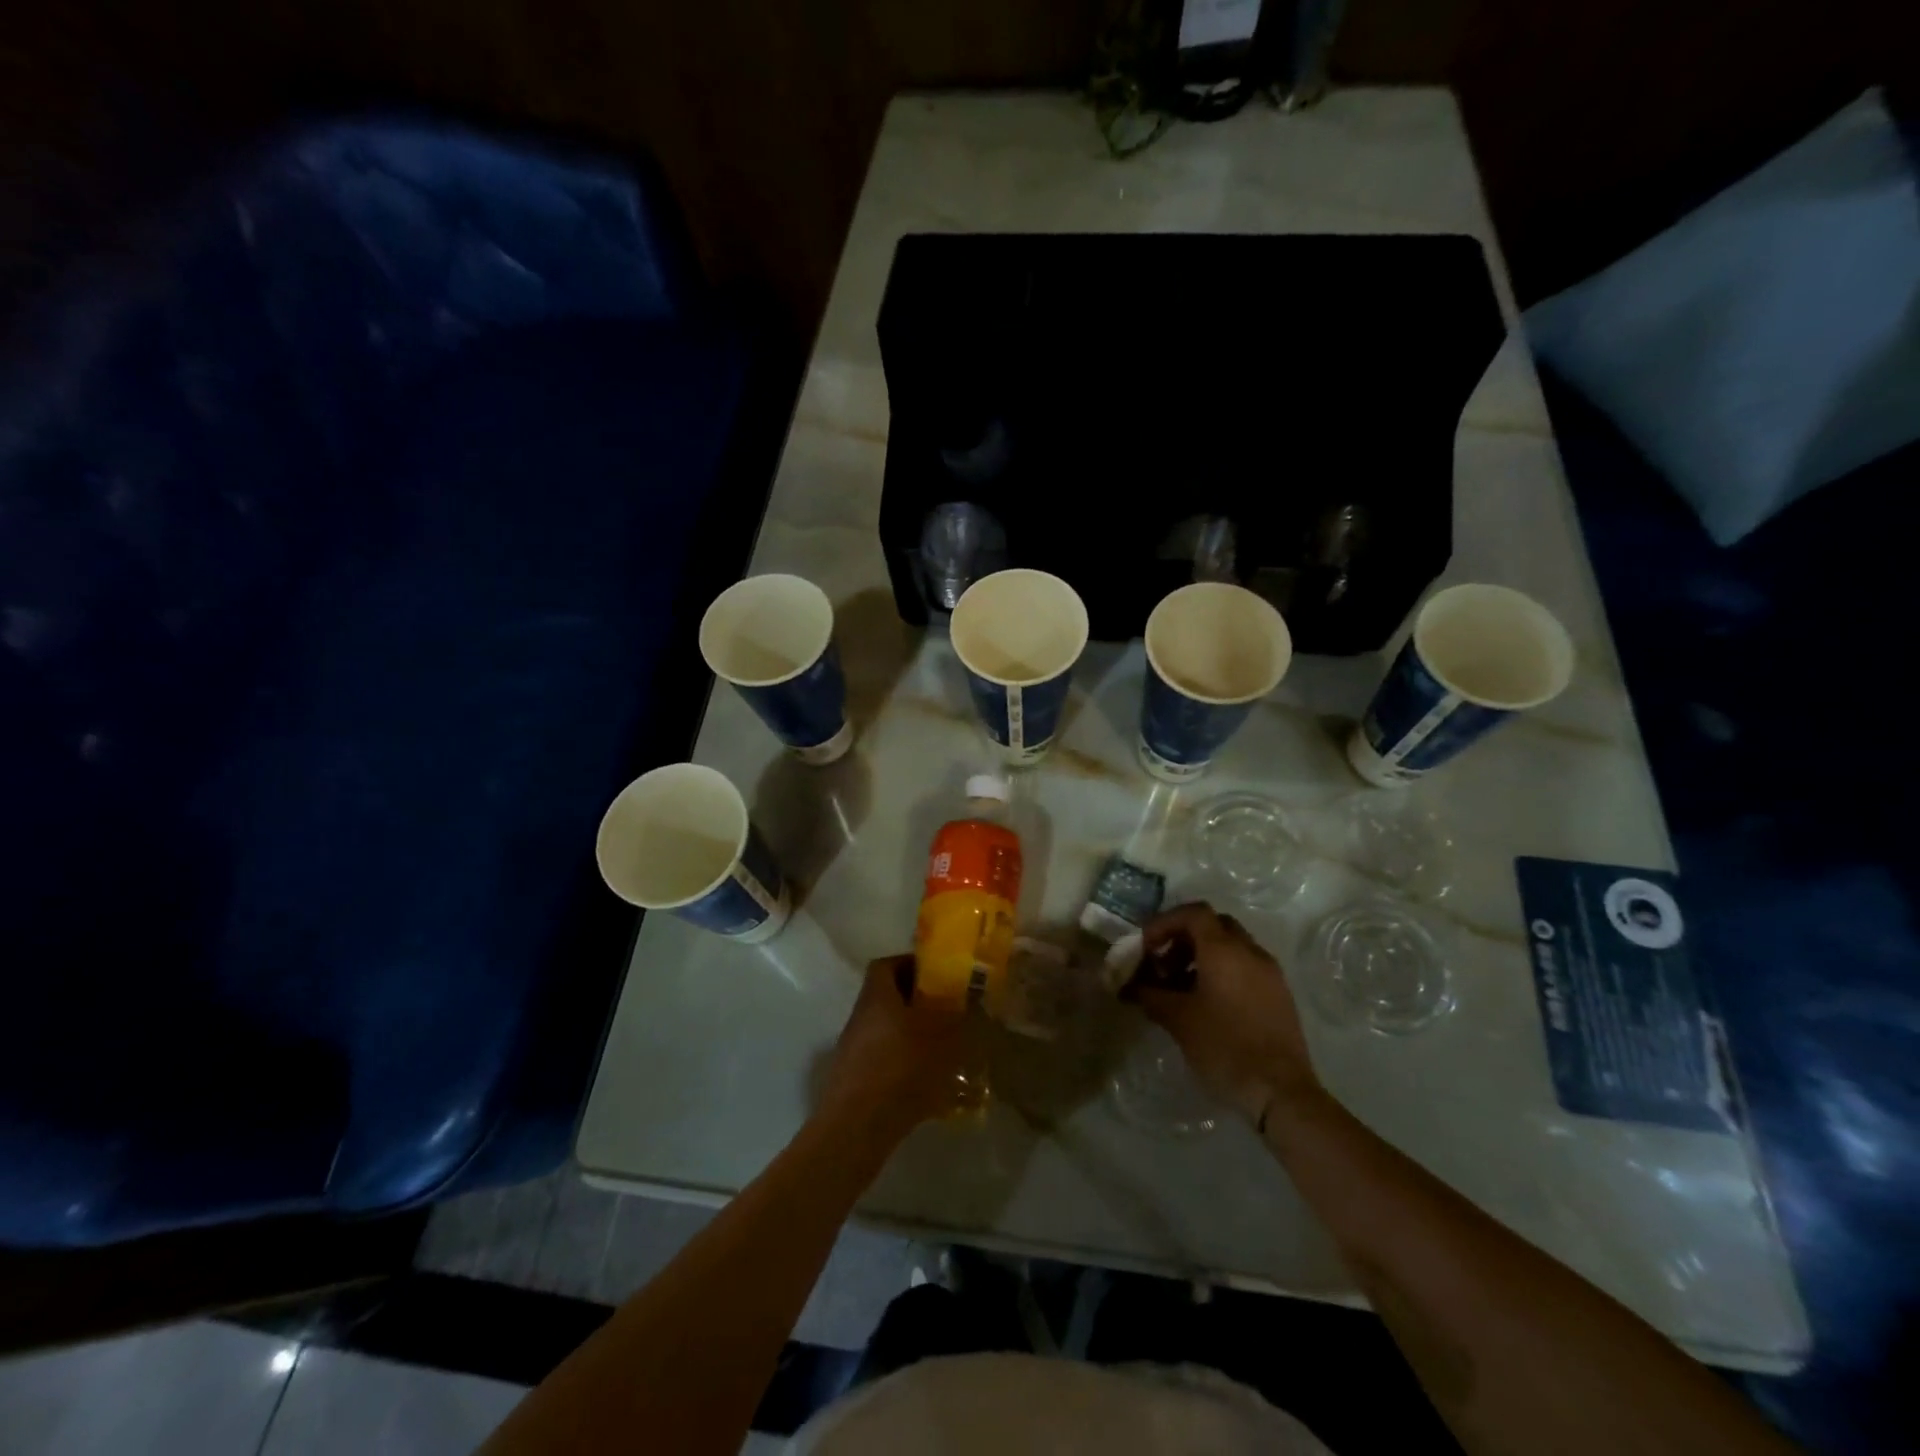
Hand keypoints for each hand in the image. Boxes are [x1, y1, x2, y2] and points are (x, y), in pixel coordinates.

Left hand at [816, 956, 968, 1144]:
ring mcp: (854, 1048)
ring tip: (942, 1046)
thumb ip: (960, 1018)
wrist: (857, 1128)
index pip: (887, 964)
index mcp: (877, 995)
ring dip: (911, 1032)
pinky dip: (903, 1060)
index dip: (911, 964)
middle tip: (946, 1010)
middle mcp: (861, 1015)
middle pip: (888, 996)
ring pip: (886, 1027)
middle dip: (916, 1001)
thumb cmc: (901, 1069)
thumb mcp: (942, 1039)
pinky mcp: (854, 1077)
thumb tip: (974, 1001)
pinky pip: (883, 1056)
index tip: (937, 974)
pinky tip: (927, 1080)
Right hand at [1137, 903, 1320, 1125]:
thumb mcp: (1178, 1019)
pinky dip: (1222, 972)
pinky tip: (1206, 1004)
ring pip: (1231, 947)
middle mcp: (1250, 952)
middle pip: (1213, 925)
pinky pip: (1245, 967)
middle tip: (1163, 964)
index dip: (1165, 923)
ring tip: (1180, 988)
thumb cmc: (1224, 1046)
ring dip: (1202, 956)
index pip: (1193, 913)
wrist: (1280, 1091)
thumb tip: (1127, 986)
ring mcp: (1269, 973)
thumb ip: (1149, 995)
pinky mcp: (1279, 995)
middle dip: (1183, 938)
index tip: (1147, 947)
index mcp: (1225, 950)